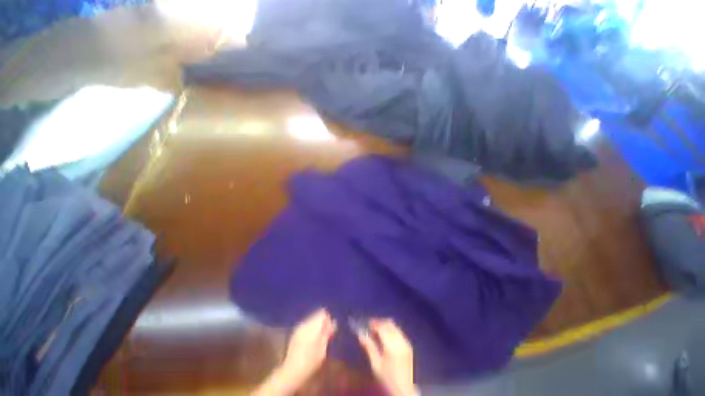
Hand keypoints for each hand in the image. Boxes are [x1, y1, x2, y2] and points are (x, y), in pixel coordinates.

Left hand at [252, 309, 336, 395]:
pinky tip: (310, 343)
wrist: (291, 373)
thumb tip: (333, 322)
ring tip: (318, 341)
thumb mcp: (323, 350)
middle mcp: (305, 324)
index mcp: (313, 326)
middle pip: (316, 315)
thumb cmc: (310, 363)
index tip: (330, 331)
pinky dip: (309, 331)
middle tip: (326, 336)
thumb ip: (328, 334)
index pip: (322, 313)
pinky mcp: (294, 335)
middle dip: (322, 323)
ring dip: (315, 327)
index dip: (328, 320)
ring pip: (310, 321)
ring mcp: (298, 328)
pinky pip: (305, 327)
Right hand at [357, 319, 415, 395]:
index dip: (374, 323)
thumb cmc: (387, 379)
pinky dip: (392, 330)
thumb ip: (369, 347)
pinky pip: (399, 332)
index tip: (367, 323)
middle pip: (389, 324)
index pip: (382, 328)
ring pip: (395, 327)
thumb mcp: (376, 365)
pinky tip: (386, 336)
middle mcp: (400, 341)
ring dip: (386, 325)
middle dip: (380, 322)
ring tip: (377, 330)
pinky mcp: (408, 346)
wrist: (404, 390)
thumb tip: (360, 334)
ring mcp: (406, 343)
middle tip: (371, 326)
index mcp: (392, 346)